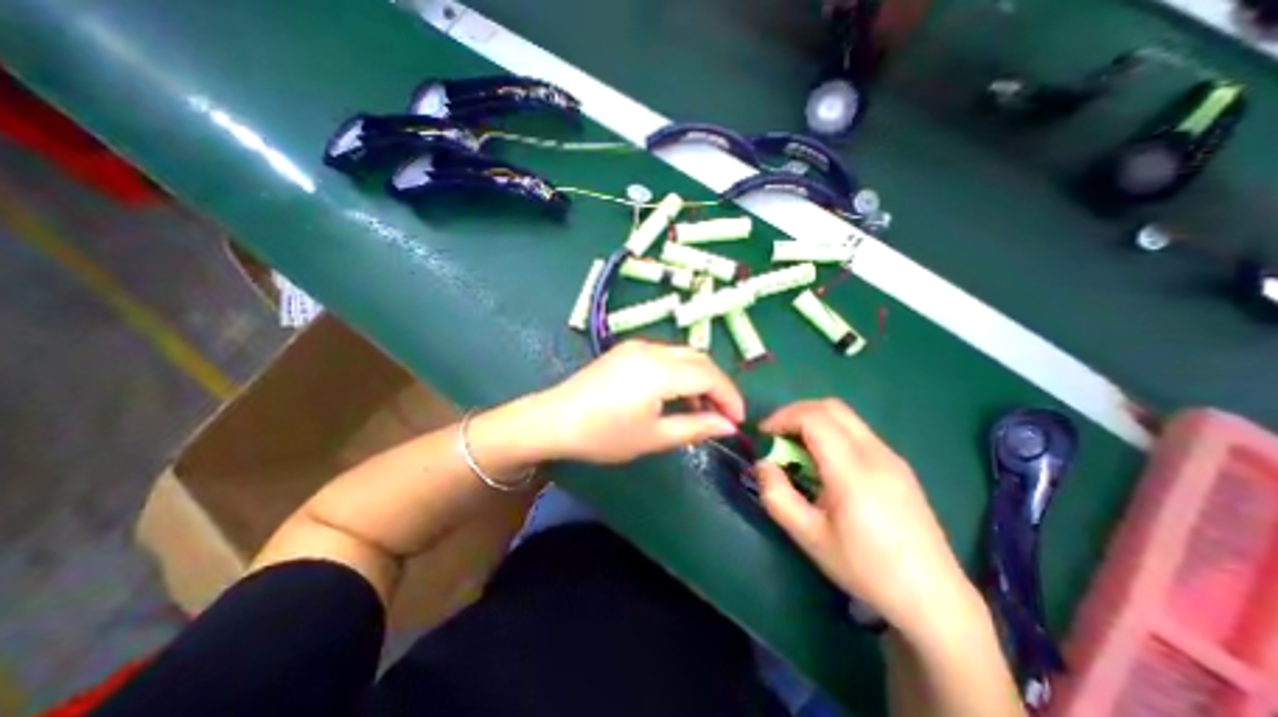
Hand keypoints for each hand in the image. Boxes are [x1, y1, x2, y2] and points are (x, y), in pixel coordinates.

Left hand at [535, 341, 745, 464]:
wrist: (553, 420)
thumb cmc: (603, 434)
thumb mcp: (653, 437)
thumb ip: (695, 427)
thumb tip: (728, 426)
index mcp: (660, 370)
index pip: (710, 376)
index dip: (730, 397)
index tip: (738, 421)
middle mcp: (652, 349)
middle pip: (700, 361)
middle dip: (718, 386)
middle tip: (723, 416)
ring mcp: (637, 347)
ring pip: (683, 355)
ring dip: (699, 379)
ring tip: (700, 409)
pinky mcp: (626, 350)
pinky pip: (665, 356)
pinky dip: (680, 373)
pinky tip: (675, 395)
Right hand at [750, 397, 975, 637]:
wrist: (933, 597)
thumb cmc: (865, 568)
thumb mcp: (809, 536)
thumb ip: (777, 495)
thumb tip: (762, 464)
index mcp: (853, 470)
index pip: (814, 418)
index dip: (783, 417)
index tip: (764, 434)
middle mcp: (875, 453)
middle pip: (831, 407)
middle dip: (796, 412)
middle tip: (777, 435)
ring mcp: (891, 457)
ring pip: (846, 417)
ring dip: (814, 421)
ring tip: (798, 449)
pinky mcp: (898, 465)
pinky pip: (857, 432)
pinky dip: (832, 432)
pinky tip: (826, 463)